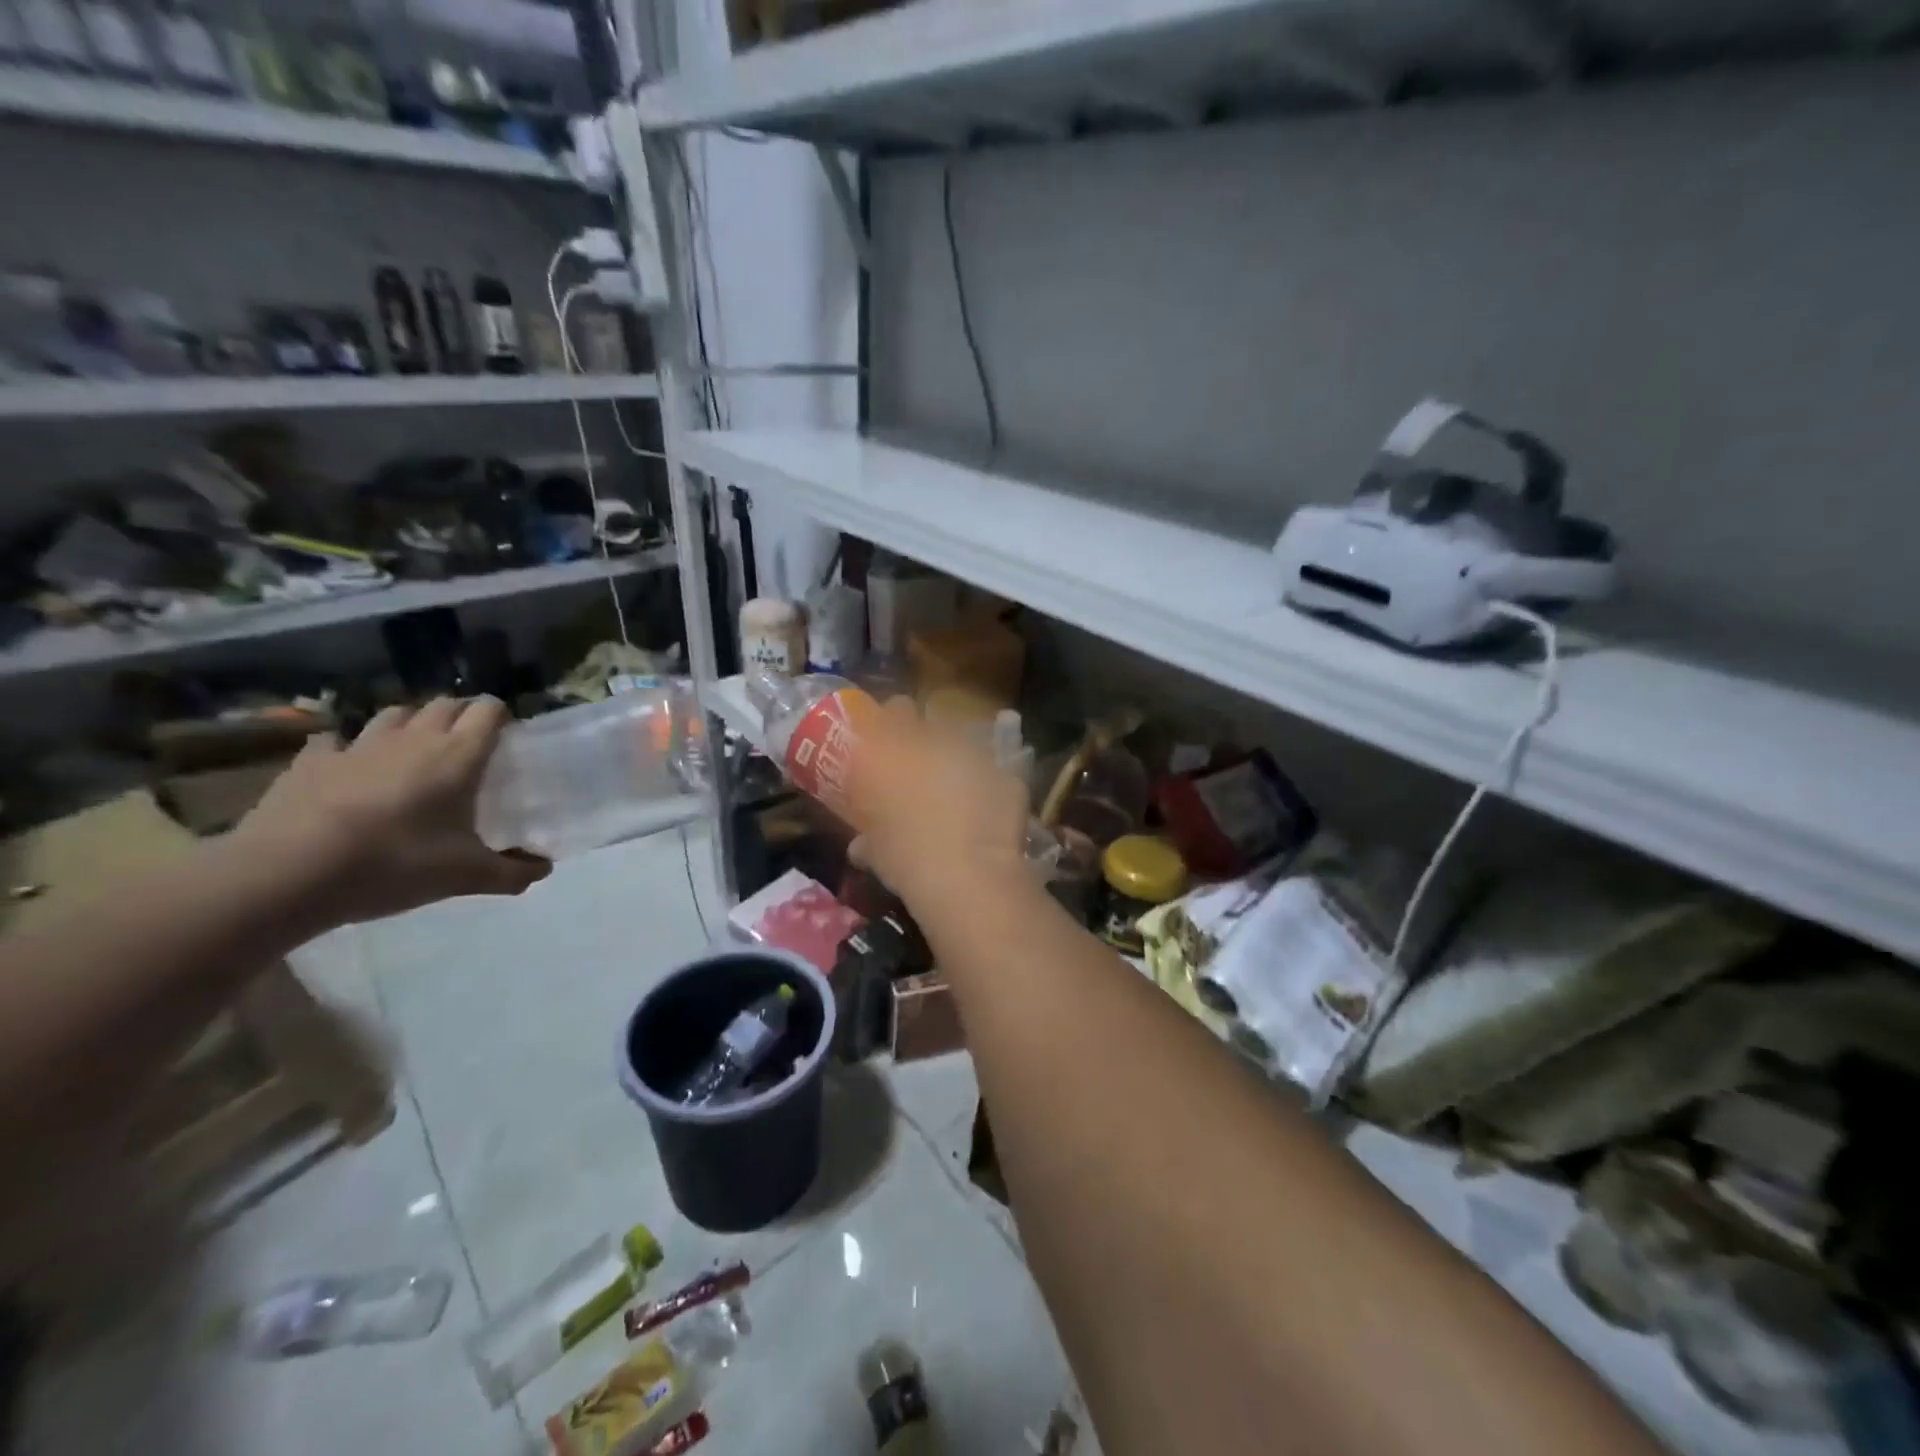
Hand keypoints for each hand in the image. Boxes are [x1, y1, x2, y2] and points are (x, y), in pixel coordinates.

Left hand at [233, 697, 550, 927]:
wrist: (287, 874)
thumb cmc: (394, 865)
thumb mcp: (466, 877)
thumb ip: (513, 872)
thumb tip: (545, 869)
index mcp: (458, 755)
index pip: (489, 710)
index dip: (501, 717)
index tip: (507, 739)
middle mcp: (413, 738)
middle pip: (445, 704)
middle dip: (461, 716)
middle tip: (468, 748)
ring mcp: (358, 745)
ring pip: (394, 714)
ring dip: (410, 724)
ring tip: (414, 752)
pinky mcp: (312, 760)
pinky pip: (336, 739)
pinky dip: (348, 746)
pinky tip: (349, 767)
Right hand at [850, 699, 1031, 909]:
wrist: (969, 875)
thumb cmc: (907, 859)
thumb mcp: (876, 853)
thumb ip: (867, 840)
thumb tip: (861, 846)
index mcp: (895, 749)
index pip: (894, 709)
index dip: (892, 725)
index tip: (887, 747)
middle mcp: (935, 739)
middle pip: (930, 722)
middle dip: (925, 742)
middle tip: (918, 772)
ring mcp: (975, 754)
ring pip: (964, 746)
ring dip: (956, 764)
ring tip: (953, 798)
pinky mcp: (1007, 775)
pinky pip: (993, 775)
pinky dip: (987, 788)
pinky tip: (984, 815)